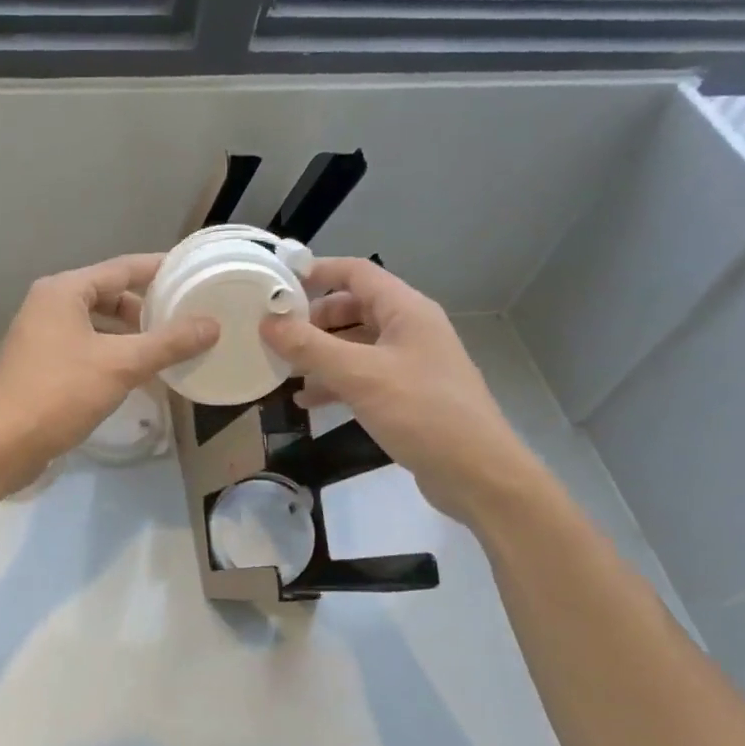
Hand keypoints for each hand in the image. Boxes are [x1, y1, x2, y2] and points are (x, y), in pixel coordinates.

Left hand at [0, 254, 217, 486]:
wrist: (1, 444)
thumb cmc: (59, 394)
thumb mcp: (121, 365)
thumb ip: (168, 343)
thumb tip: (212, 325)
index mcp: (64, 291)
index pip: (122, 268)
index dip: (160, 270)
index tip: (193, 273)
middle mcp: (49, 305)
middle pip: (108, 294)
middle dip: (146, 306)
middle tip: (185, 317)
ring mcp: (41, 335)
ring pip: (97, 323)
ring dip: (130, 333)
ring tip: (167, 347)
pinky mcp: (40, 364)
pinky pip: (86, 346)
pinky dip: (112, 353)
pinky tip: (136, 373)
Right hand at [260, 258, 535, 521]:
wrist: (477, 474)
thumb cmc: (421, 412)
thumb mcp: (359, 376)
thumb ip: (310, 348)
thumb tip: (267, 322)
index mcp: (406, 310)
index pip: (357, 272)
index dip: (317, 271)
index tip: (277, 283)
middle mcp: (409, 329)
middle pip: (353, 308)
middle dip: (313, 319)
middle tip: (276, 334)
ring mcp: (410, 362)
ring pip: (355, 345)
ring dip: (320, 354)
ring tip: (284, 369)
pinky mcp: (407, 394)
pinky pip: (363, 376)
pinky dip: (335, 382)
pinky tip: (308, 401)